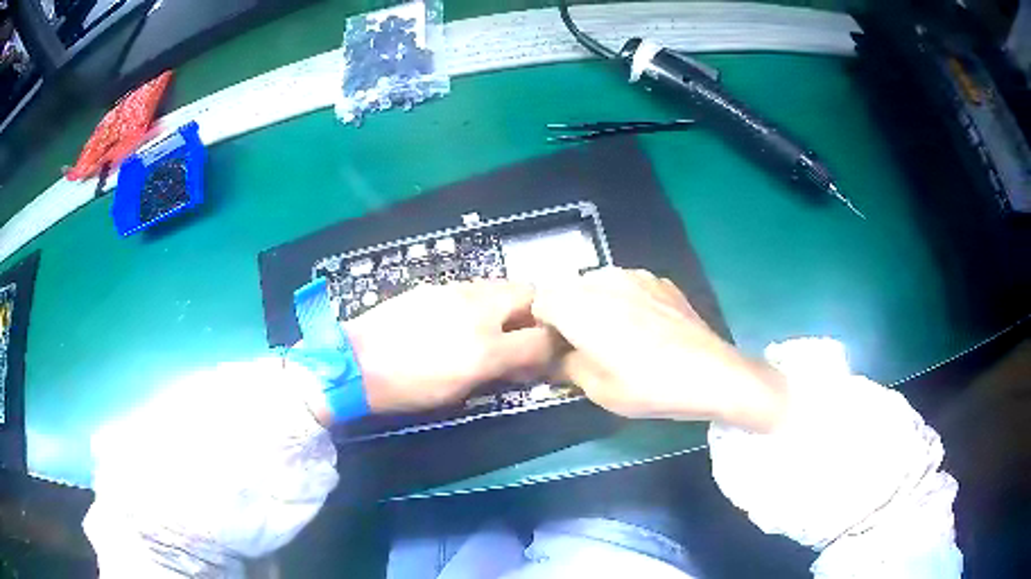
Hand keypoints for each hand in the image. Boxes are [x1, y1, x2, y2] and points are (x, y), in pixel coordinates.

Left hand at [344, 281, 555, 413]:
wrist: (357, 362)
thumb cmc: (408, 388)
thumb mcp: (460, 390)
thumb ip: (498, 371)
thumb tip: (522, 364)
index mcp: (486, 347)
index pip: (542, 337)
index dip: (552, 346)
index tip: (546, 355)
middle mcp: (478, 310)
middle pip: (529, 293)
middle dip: (538, 311)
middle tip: (527, 332)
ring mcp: (456, 291)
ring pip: (502, 285)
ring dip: (510, 302)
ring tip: (497, 324)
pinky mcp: (436, 285)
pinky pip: (474, 286)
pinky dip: (483, 299)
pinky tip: (465, 317)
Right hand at [532, 268, 787, 431]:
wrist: (708, 372)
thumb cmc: (646, 385)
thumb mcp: (596, 389)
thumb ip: (565, 366)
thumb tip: (555, 357)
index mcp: (577, 305)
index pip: (539, 302)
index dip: (542, 326)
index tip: (555, 349)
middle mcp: (601, 280)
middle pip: (569, 290)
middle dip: (568, 314)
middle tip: (584, 345)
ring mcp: (634, 275)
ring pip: (599, 284)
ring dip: (597, 305)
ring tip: (618, 336)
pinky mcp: (660, 280)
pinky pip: (629, 285)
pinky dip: (626, 300)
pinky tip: (646, 327)